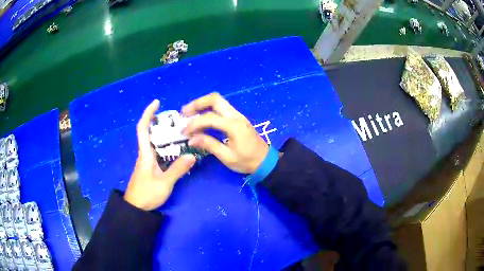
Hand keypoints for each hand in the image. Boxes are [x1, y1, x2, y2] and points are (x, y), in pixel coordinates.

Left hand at [124, 100, 195, 210]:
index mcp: (145, 154)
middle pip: (150, 132)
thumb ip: (177, 169)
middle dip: (160, 122)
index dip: (148, 114)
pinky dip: (167, 146)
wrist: (136, 208)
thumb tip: (192, 155)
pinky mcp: (150, 167)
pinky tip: (177, 149)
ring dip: (165, 134)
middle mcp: (145, 154)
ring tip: (180, 131)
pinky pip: (158, 151)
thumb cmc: (147, 194)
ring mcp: (147, 161)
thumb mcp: (164, 183)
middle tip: (177, 119)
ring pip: (155, 142)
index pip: (143, 128)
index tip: (157, 102)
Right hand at [182, 93, 268, 173]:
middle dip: (197, 103)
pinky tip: (201, 118)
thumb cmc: (247, 161)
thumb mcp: (227, 157)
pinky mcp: (237, 118)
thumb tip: (191, 139)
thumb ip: (209, 145)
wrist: (265, 161)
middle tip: (184, 113)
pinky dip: (209, 109)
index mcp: (234, 126)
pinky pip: (221, 108)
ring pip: (218, 101)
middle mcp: (236, 116)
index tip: (184, 132)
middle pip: (215, 99)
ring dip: (202, 105)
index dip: (194, 123)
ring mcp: (238, 115)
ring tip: (189, 114)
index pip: (209, 118)